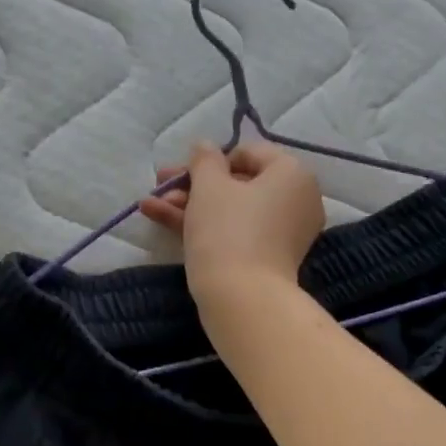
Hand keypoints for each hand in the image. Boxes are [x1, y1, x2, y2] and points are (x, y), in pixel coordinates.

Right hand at [141, 140, 325, 323]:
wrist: (242, 299)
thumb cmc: (227, 231)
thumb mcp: (209, 186)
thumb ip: (204, 159)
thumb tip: (205, 146)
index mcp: (292, 173)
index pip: (247, 153)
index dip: (209, 160)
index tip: (180, 172)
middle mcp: (296, 199)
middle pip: (237, 183)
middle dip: (192, 184)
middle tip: (159, 185)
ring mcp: (283, 232)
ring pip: (231, 209)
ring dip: (189, 204)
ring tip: (148, 205)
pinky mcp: (269, 258)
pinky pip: (236, 231)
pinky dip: (203, 225)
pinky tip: (160, 218)